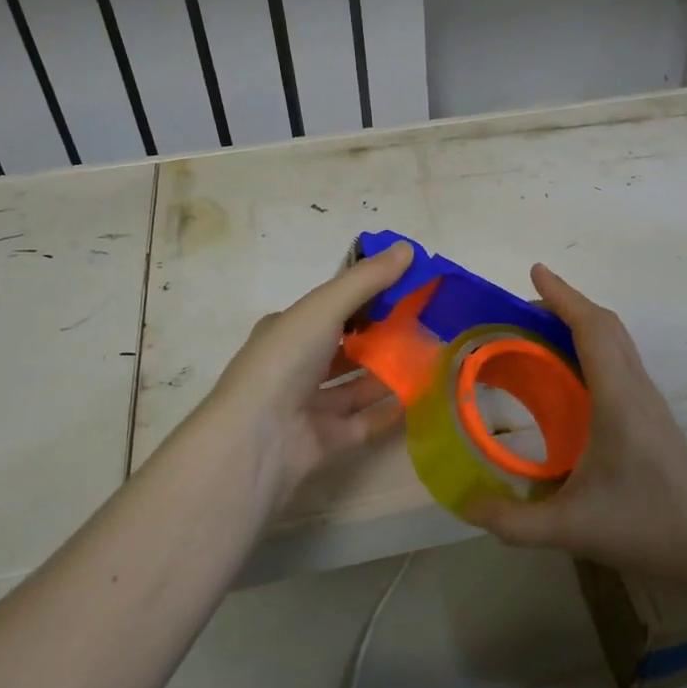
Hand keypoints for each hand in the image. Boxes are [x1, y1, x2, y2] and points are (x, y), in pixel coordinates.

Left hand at [200, 241, 414, 512]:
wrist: (256, 439)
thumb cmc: (285, 361)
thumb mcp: (324, 307)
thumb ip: (366, 280)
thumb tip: (407, 248)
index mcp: (288, 329)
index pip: (331, 307)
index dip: (367, 297)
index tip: (407, 290)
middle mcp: (295, 365)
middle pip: (345, 346)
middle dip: (381, 336)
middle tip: (426, 325)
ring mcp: (308, 405)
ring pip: (355, 384)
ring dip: (388, 372)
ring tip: (430, 359)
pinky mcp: (324, 440)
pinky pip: (363, 421)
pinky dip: (388, 411)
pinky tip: (420, 398)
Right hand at [465, 265, 686, 585]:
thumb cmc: (644, 527)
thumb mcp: (570, 529)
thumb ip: (513, 523)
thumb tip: (467, 507)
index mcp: (618, 400)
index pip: (592, 330)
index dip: (562, 296)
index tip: (535, 271)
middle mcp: (636, 388)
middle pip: (606, 325)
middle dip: (565, 304)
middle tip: (522, 308)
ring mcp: (648, 398)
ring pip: (616, 339)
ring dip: (580, 322)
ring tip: (539, 331)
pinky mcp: (651, 412)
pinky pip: (619, 359)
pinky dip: (592, 344)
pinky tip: (569, 372)